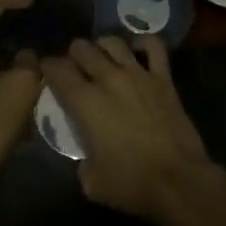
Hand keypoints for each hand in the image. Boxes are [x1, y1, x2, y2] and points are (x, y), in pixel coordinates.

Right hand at [40, 35, 216, 224]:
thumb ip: (81, 158)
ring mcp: (138, 74)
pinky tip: (136, 51)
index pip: (58, 70)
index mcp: (86, 102)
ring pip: (112, 42)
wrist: (179, 182)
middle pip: (82, 49)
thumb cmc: (131, 184)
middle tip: (74, 68)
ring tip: (101, 57)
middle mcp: (109, 79)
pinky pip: (153, 46)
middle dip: (73, 55)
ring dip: (101, 47)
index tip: (46, 72)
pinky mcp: (163, 78)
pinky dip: (142, 44)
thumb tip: (85, 150)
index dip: (47, 67)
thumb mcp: (91, 181)